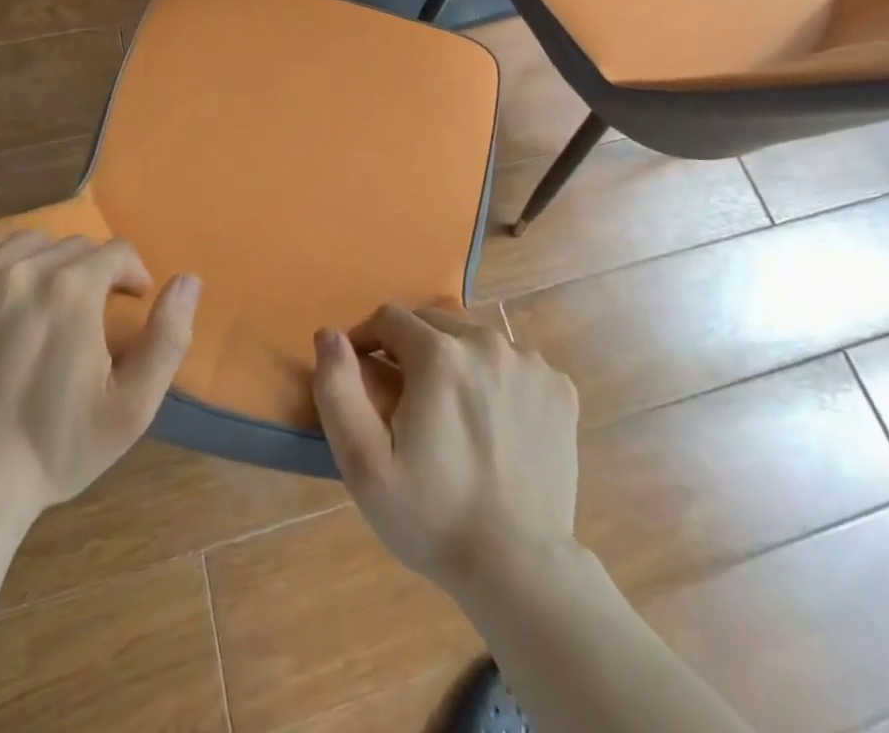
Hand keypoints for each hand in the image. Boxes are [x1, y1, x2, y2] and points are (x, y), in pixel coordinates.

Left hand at [0, 230, 198, 519]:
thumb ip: (169, 336)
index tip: (130, 303)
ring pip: (26, 242)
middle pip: (73, 245)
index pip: (117, 252)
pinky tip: (1, 290)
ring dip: (47, 261)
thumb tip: (189, 279)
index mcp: (73, 289)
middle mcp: (23, 271)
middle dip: (92, 271)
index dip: (132, 275)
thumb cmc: (56, 449)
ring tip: (46, 298)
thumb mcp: (132, 406)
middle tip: (89, 312)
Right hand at [311, 305, 579, 594]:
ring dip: (455, 361)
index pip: (390, 318)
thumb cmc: (433, 516)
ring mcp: (530, 363)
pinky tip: (494, 423)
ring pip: (475, 340)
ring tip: (452, 413)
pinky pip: (514, 364)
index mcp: (439, 354)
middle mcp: (487, 342)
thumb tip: (329, 334)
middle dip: (411, 349)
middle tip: (407, 400)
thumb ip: (338, 389)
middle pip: (433, 324)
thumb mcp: (364, 463)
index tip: (364, 374)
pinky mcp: (559, 387)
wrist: (519, 569)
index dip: (368, 340)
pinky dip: (497, 379)